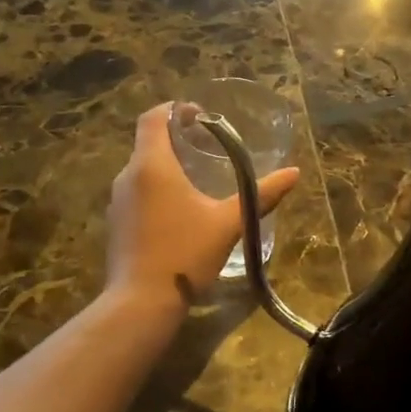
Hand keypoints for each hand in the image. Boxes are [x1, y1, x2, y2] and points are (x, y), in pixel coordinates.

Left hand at [107, 104, 299, 309]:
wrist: (142, 302)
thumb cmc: (186, 253)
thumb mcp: (229, 223)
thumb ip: (261, 195)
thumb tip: (294, 173)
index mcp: (153, 165)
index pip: (153, 118)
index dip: (174, 109)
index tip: (199, 115)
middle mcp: (128, 176)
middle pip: (149, 143)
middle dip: (176, 140)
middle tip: (208, 148)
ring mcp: (117, 202)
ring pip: (142, 171)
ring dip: (167, 167)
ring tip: (198, 179)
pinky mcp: (116, 224)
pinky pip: (137, 194)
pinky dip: (157, 191)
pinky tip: (180, 212)